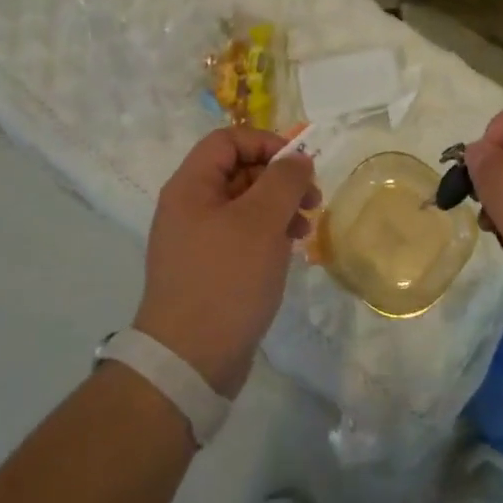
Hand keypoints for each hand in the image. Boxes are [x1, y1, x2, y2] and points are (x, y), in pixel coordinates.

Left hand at [135, 128, 318, 397]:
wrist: (189, 361)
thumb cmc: (226, 280)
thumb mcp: (261, 222)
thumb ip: (283, 181)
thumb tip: (297, 158)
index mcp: (190, 187)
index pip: (227, 140)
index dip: (265, 142)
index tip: (299, 164)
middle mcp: (189, 207)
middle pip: (238, 171)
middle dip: (279, 179)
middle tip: (313, 200)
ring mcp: (198, 240)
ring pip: (244, 205)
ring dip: (279, 208)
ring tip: (305, 230)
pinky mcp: (209, 268)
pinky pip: (242, 235)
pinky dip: (268, 235)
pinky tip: (289, 252)